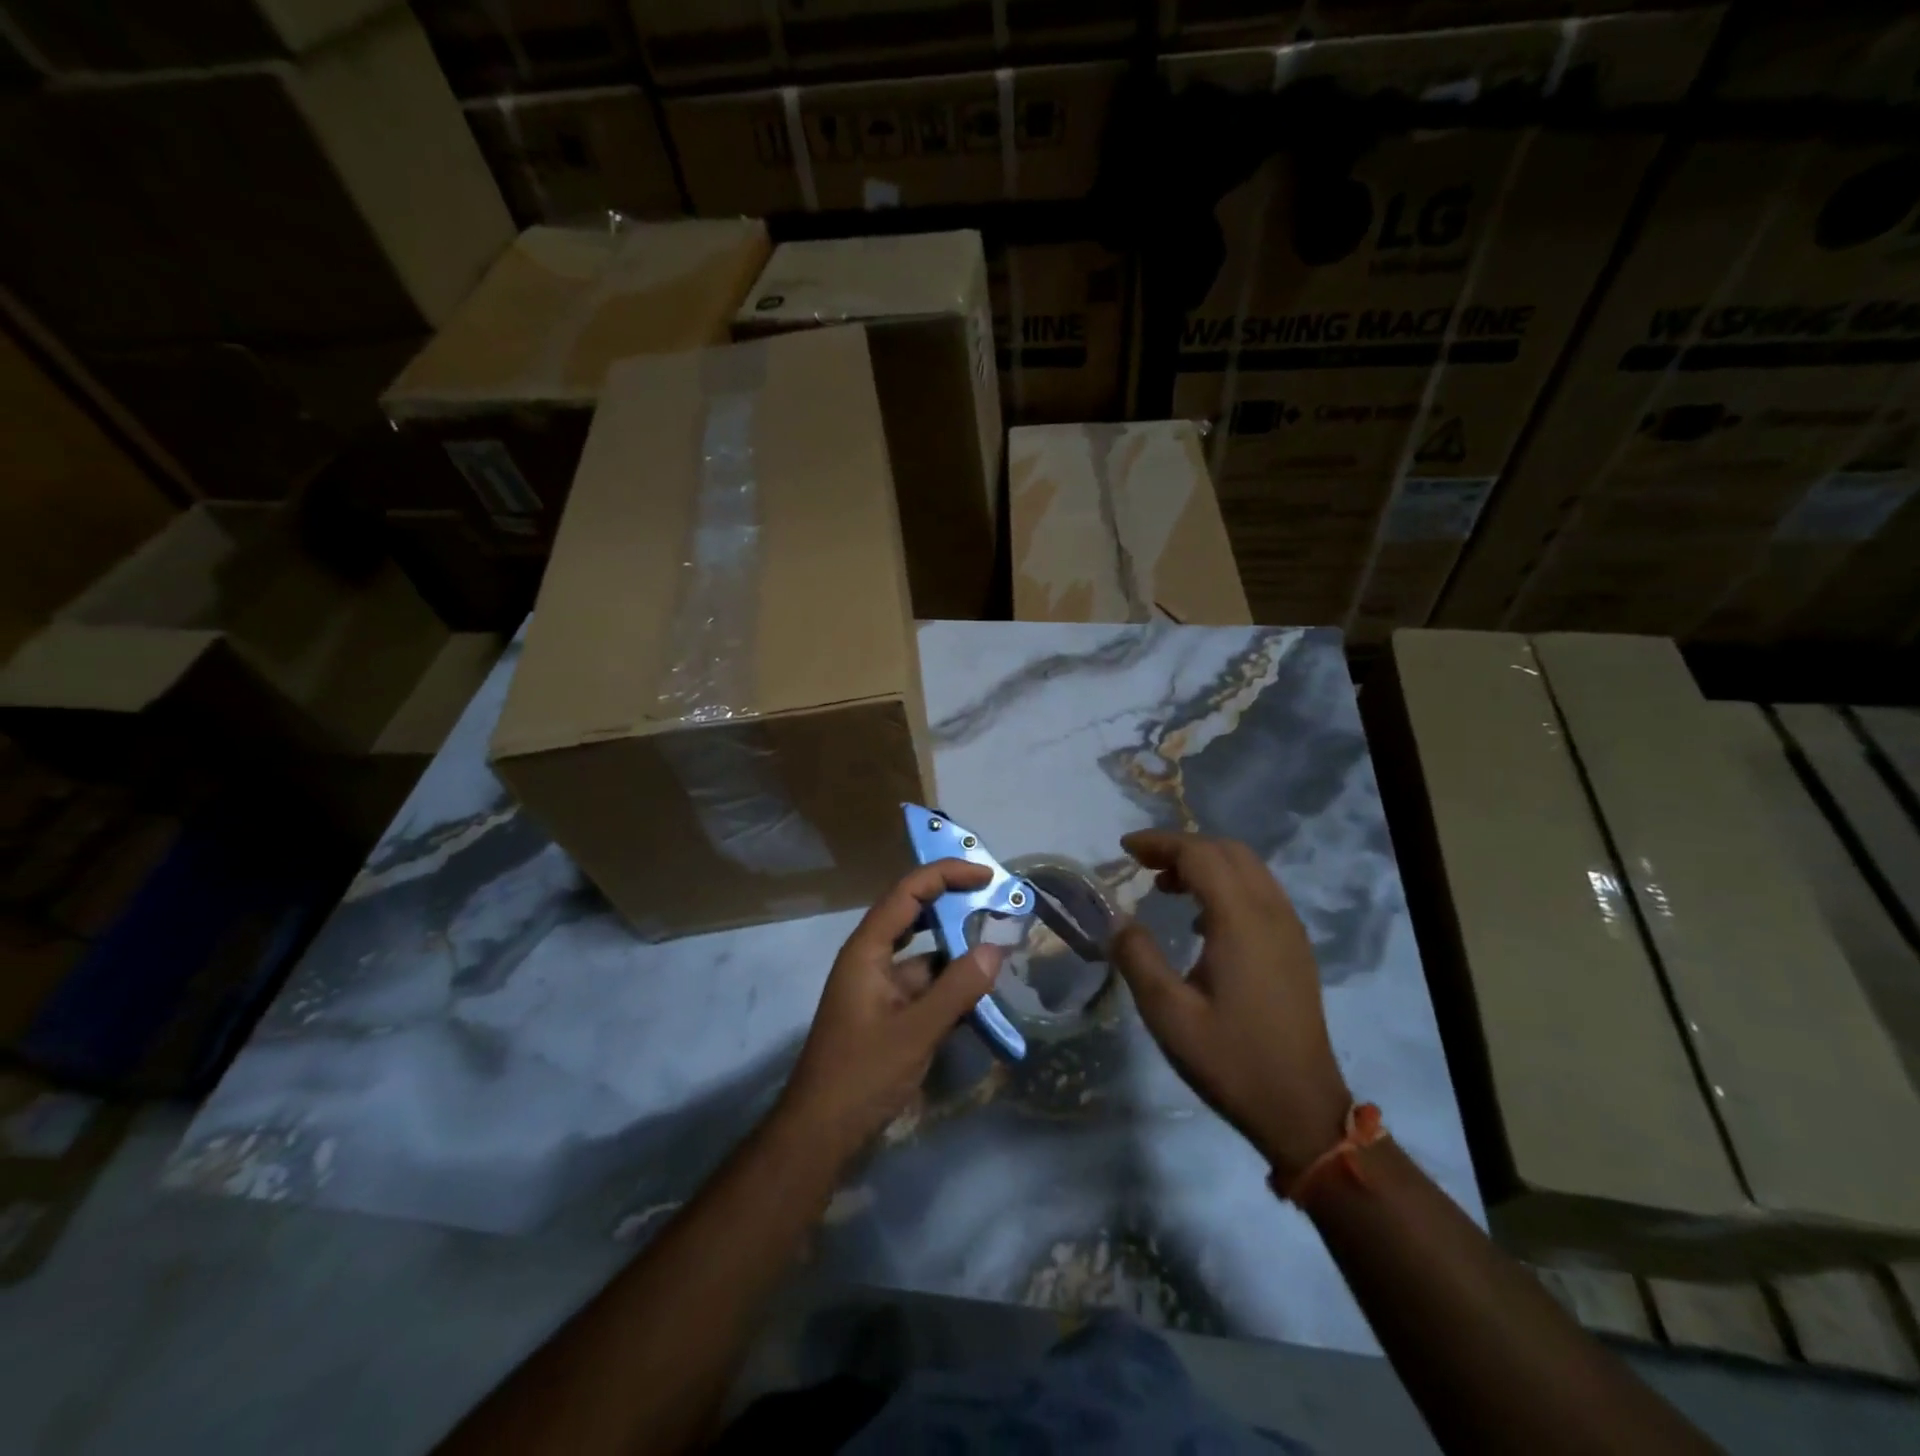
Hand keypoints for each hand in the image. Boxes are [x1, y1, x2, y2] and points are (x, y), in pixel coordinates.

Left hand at [777, 859, 1004, 1160]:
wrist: (820, 1134)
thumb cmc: (861, 1074)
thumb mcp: (916, 1030)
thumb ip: (958, 988)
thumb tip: (996, 948)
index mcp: (867, 950)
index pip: (907, 892)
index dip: (945, 876)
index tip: (985, 875)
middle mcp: (871, 960)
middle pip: (915, 917)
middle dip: (954, 907)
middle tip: (997, 903)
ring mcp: (879, 989)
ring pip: (924, 957)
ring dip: (957, 953)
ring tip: (1000, 949)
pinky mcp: (888, 1016)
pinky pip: (925, 989)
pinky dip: (951, 987)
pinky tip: (982, 996)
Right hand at [1112, 830, 1351, 1182]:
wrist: (1301, 1110)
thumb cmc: (1231, 1060)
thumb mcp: (1168, 1014)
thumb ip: (1138, 958)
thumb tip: (1118, 920)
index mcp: (1241, 921)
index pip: (1200, 855)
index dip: (1160, 843)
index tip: (1124, 849)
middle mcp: (1272, 913)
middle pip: (1228, 851)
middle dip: (1182, 846)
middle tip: (1143, 864)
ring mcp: (1289, 929)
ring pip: (1248, 868)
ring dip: (1206, 863)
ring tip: (1166, 886)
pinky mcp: (1295, 948)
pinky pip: (1260, 892)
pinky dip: (1226, 884)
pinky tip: (1201, 920)